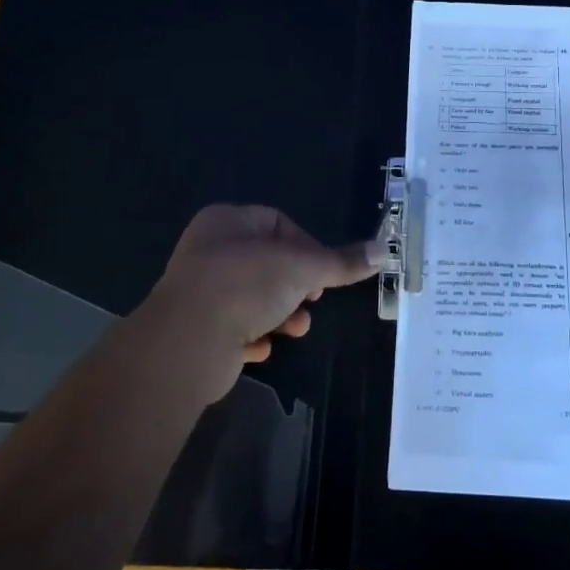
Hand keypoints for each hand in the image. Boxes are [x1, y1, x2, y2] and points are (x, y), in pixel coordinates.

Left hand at [140, 205, 380, 401]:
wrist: (187, 342)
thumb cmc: (245, 285)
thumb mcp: (302, 267)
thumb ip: (340, 262)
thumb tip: (382, 250)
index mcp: (226, 221)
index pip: (277, 222)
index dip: (306, 245)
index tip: (322, 271)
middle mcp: (209, 250)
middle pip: (267, 262)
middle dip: (295, 285)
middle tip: (311, 299)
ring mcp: (200, 291)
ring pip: (253, 297)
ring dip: (280, 314)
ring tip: (295, 329)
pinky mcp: (196, 329)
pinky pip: (234, 328)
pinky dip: (253, 337)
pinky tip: (262, 348)